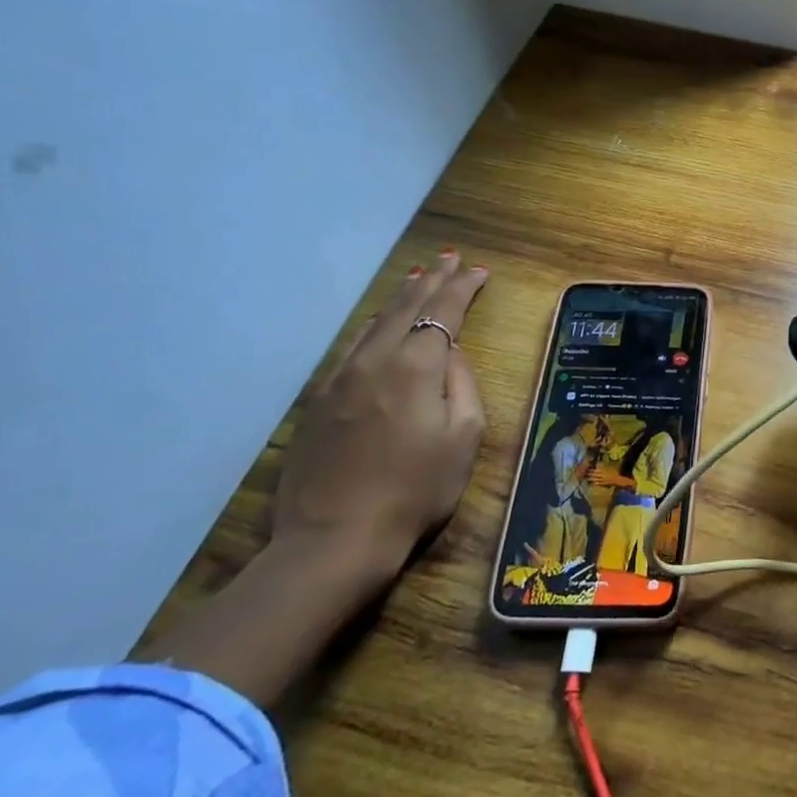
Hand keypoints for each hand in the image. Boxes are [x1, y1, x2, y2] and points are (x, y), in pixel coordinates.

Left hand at [275, 250, 490, 579]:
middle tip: (449, 258)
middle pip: (405, 307)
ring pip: (374, 323)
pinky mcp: (318, 401)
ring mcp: (339, 379)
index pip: (443, 312)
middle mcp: (374, 360)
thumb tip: (450, 353)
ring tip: (417, 278)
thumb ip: (461, 384)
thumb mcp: (464, 436)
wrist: (335, 538)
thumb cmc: (417, 490)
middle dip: (431, 281)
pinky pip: (351, 347)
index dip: (463, 288)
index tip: (479, 271)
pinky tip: (377, 323)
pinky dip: (373, 325)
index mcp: (415, 367)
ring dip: (400, 298)